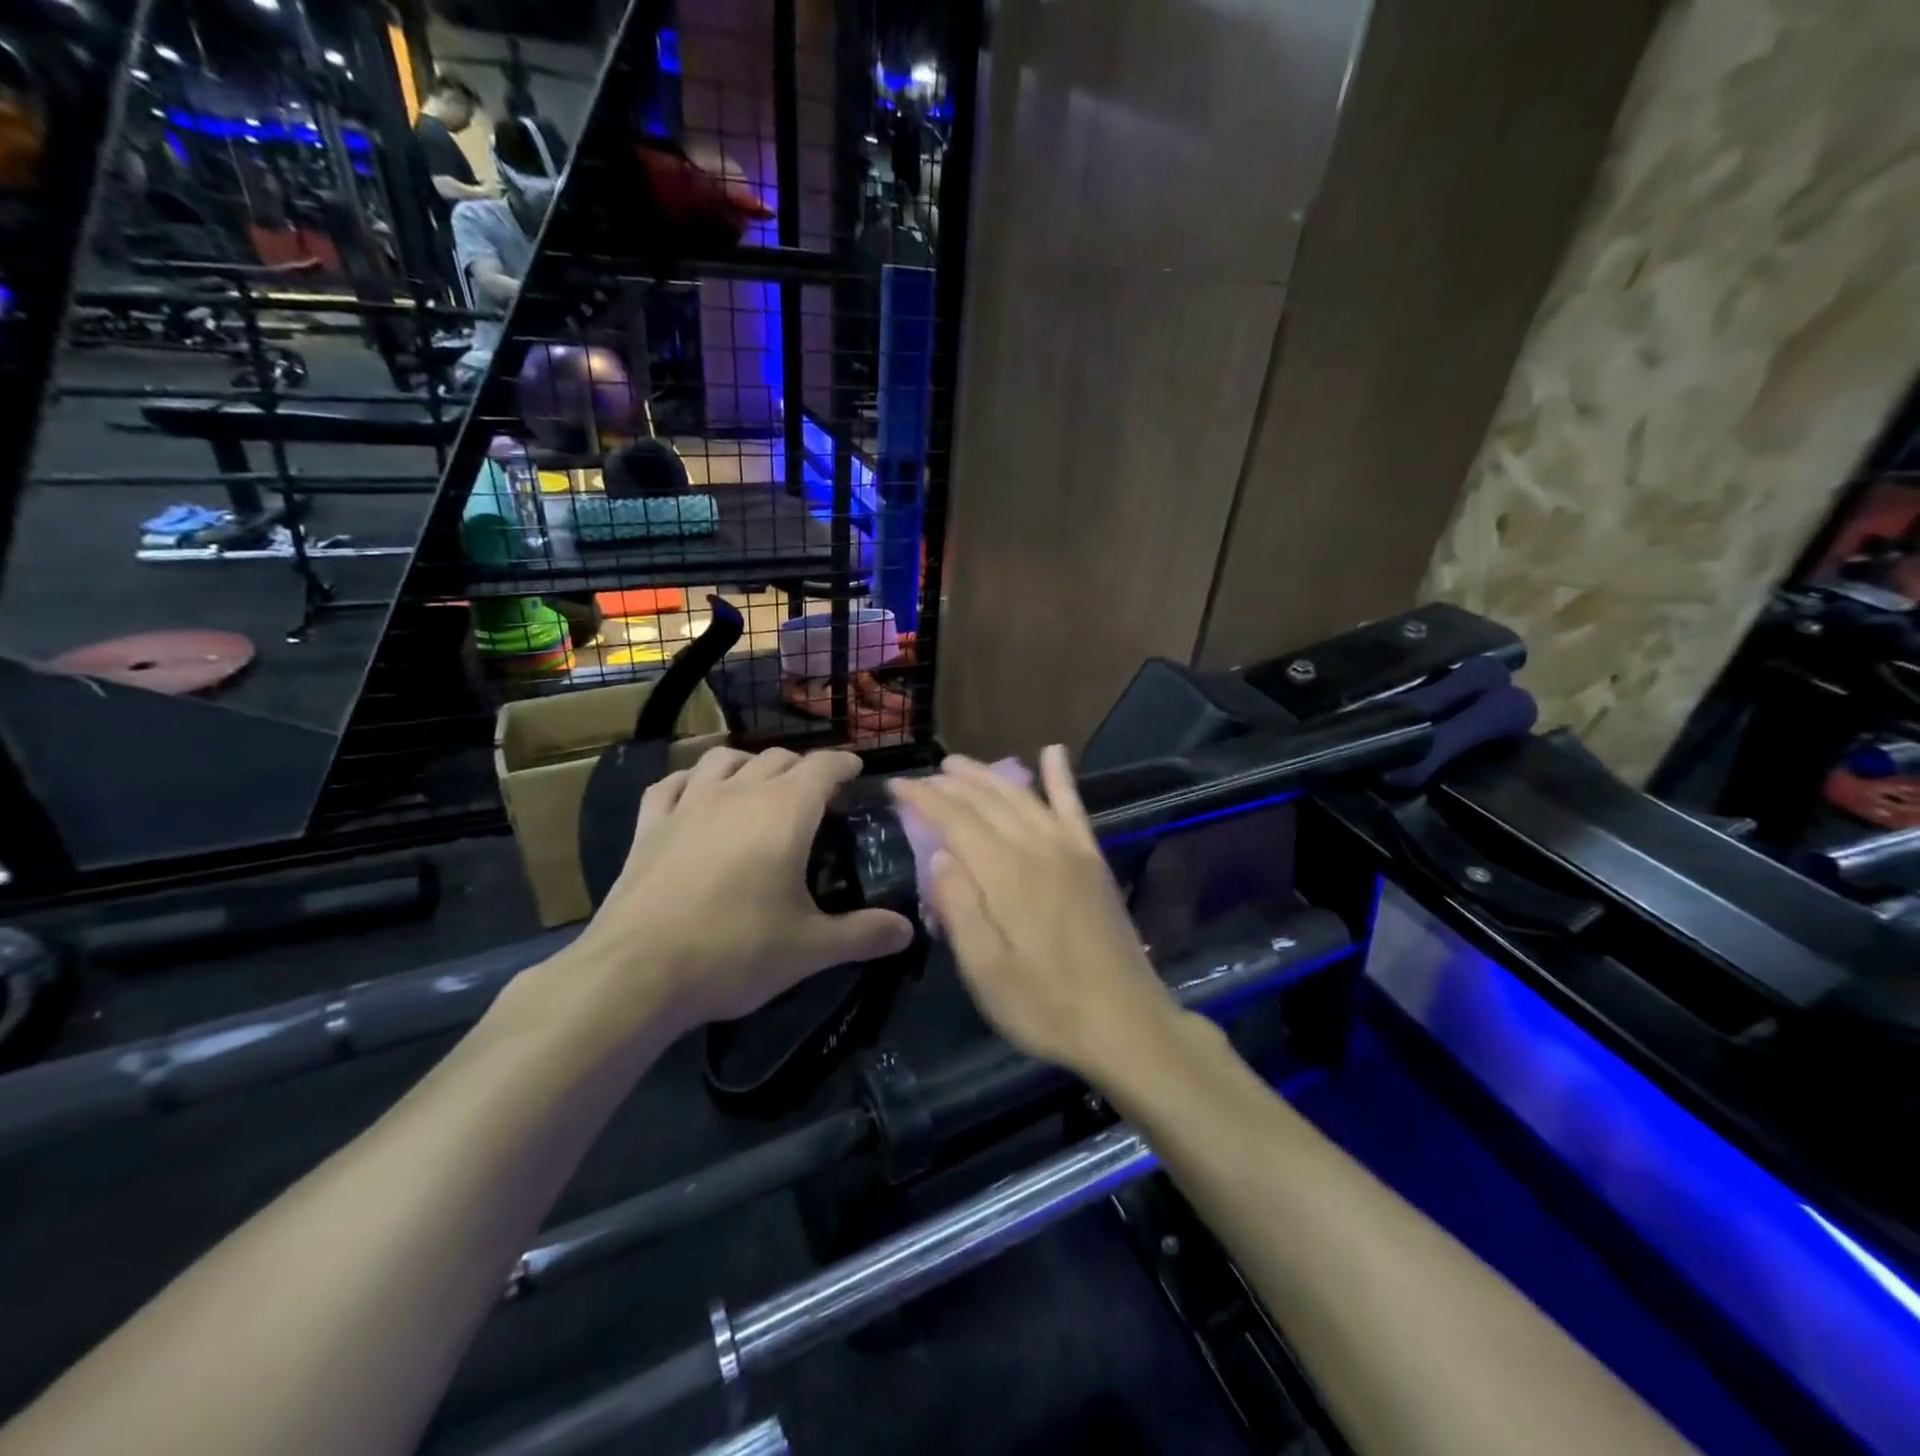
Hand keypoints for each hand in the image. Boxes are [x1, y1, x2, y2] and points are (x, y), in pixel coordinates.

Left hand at [571, 748, 914, 1039]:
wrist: (638, 972)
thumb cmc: (736, 952)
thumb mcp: (811, 948)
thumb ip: (864, 934)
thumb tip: (906, 930)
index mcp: (785, 811)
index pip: (824, 766)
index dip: (844, 764)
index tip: (857, 772)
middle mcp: (739, 792)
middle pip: (778, 758)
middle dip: (803, 768)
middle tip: (817, 795)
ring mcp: (688, 804)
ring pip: (723, 760)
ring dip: (749, 763)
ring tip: (759, 784)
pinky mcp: (649, 826)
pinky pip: (670, 784)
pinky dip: (690, 781)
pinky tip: (694, 794)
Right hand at [889, 748, 1178, 1078]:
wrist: (1125, 1023)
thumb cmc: (1045, 1006)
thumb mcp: (986, 971)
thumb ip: (959, 909)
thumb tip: (939, 855)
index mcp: (1006, 874)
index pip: (955, 820)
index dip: (923, 799)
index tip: (895, 786)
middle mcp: (1037, 847)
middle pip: (987, 800)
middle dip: (951, 782)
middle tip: (921, 776)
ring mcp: (1070, 850)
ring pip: (1023, 797)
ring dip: (989, 775)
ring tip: (960, 764)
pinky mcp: (1092, 860)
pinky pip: (1074, 807)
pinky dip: (1062, 777)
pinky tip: (1053, 751)